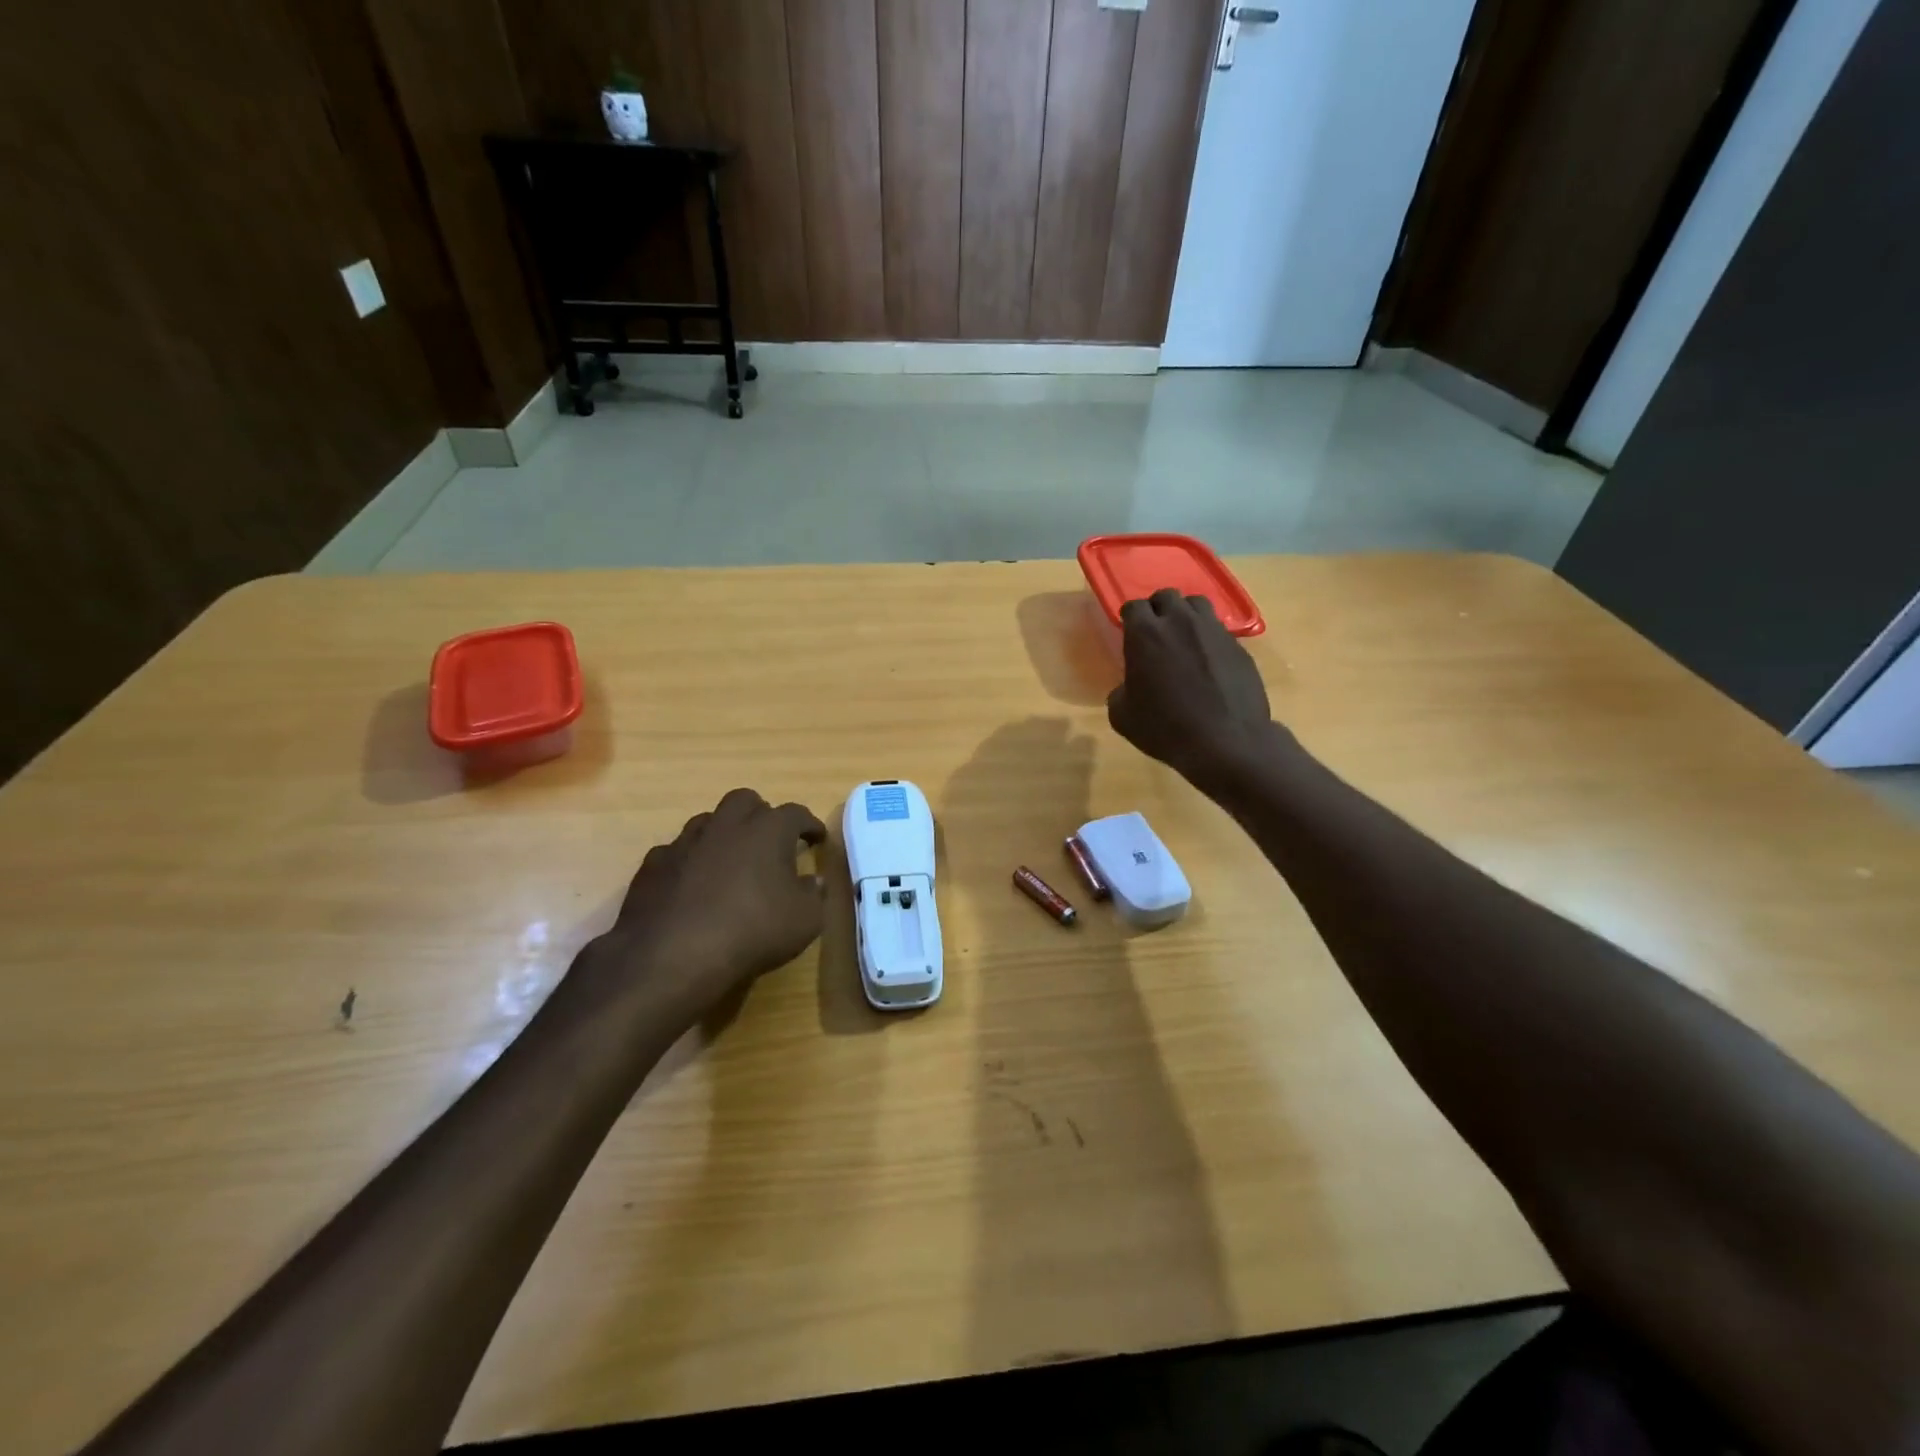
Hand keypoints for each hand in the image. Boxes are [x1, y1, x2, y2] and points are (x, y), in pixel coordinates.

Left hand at [577, 789, 828, 1022]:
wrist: (672, 956)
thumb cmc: (752, 931)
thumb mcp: (804, 920)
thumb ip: (813, 895)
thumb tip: (813, 881)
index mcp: (768, 830)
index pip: (796, 814)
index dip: (809, 825)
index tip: (817, 838)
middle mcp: (726, 825)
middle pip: (745, 801)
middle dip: (760, 814)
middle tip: (770, 840)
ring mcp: (685, 842)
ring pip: (708, 821)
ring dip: (723, 834)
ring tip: (731, 860)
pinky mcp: (653, 865)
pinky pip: (677, 851)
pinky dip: (690, 861)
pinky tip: (692, 884)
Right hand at [1107, 589, 1275, 786]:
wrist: (1225, 742)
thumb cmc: (1165, 729)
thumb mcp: (1122, 716)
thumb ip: (1121, 691)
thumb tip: (1130, 686)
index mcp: (1145, 634)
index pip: (1133, 606)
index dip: (1130, 619)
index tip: (1129, 634)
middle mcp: (1180, 622)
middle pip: (1166, 596)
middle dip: (1158, 609)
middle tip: (1156, 633)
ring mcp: (1213, 631)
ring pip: (1196, 604)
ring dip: (1186, 615)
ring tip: (1184, 639)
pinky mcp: (1238, 646)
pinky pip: (1219, 630)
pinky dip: (1209, 638)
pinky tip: (1208, 662)